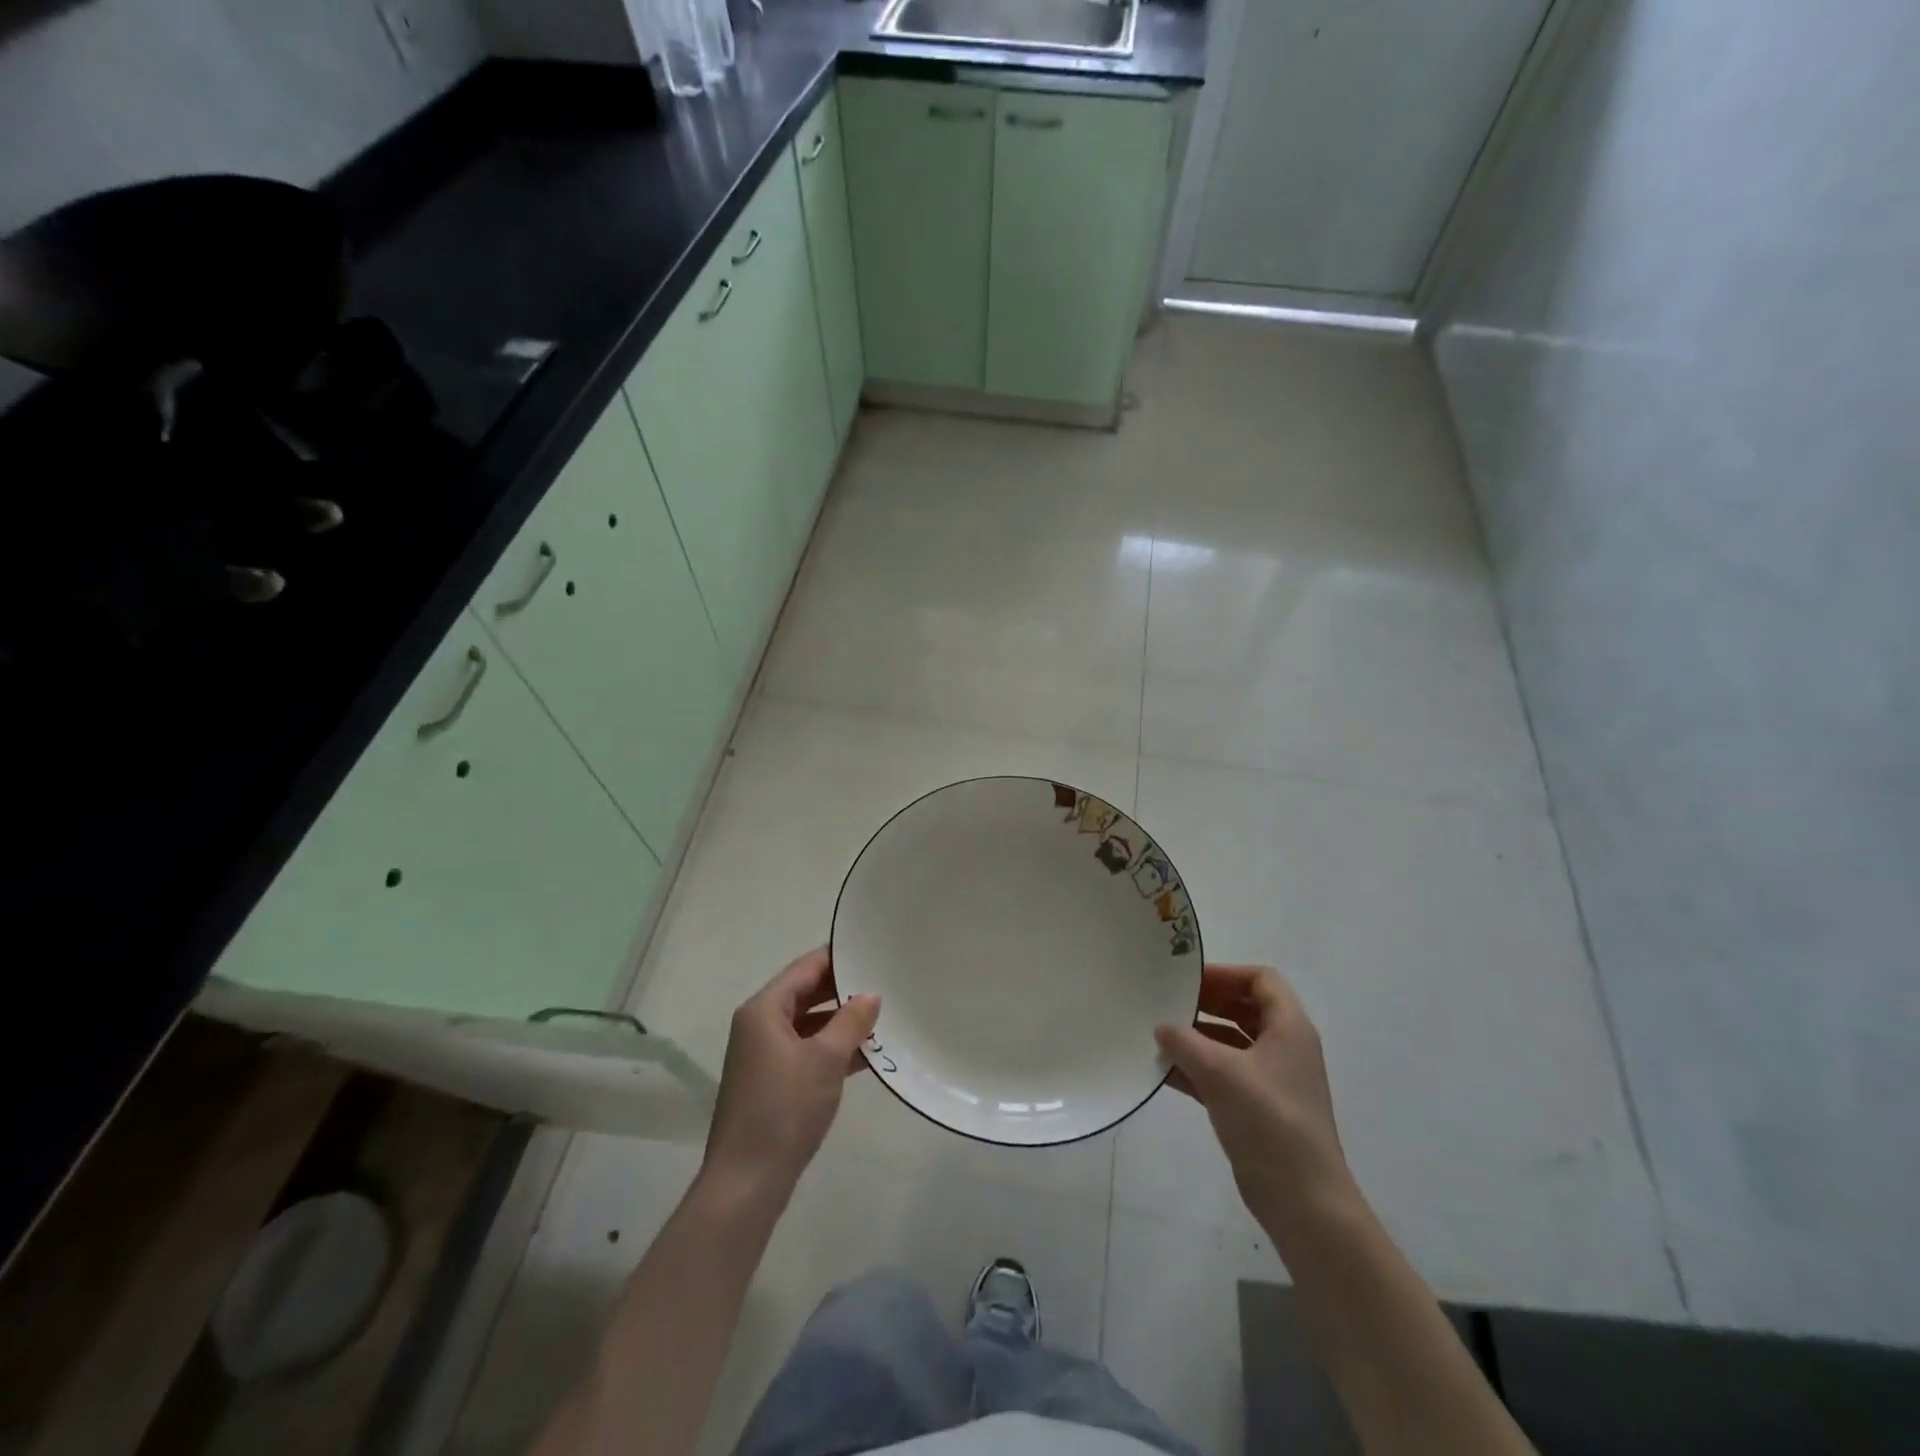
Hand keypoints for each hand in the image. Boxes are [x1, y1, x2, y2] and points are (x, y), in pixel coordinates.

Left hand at [703, 949, 880, 1197]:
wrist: (747, 1182)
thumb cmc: (784, 1109)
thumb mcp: (825, 1060)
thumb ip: (851, 1021)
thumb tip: (871, 994)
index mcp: (764, 1009)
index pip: (806, 967)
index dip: (839, 958)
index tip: (873, 950)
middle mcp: (759, 1025)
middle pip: (806, 993)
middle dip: (844, 990)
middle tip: (885, 981)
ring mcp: (764, 1055)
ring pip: (809, 1023)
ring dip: (841, 1022)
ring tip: (884, 1016)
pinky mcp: (772, 1081)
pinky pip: (807, 1050)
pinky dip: (832, 1049)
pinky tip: (867, 1055)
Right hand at [1155, 964, 1349, 1225]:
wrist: (1303, 1202)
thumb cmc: (1269, 1122)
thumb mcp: (1221, 1072)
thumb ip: (1185, 1042)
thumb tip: (1162, 1027)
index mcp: (1289, 1028)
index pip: (1261, 979)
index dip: (1225, 973)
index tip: (1187, 979)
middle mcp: (1284, 1048)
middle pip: (1244, 1007)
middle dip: (1206, 1003)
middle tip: (1167, 1001)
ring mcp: (1272, 1080)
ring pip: (1231, 1042)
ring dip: (1197, 1037)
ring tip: (1158, 1035)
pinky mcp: (1258, 1108)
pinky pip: (1224, 1074)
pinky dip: (1198, 1068)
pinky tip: (1164, 1071)